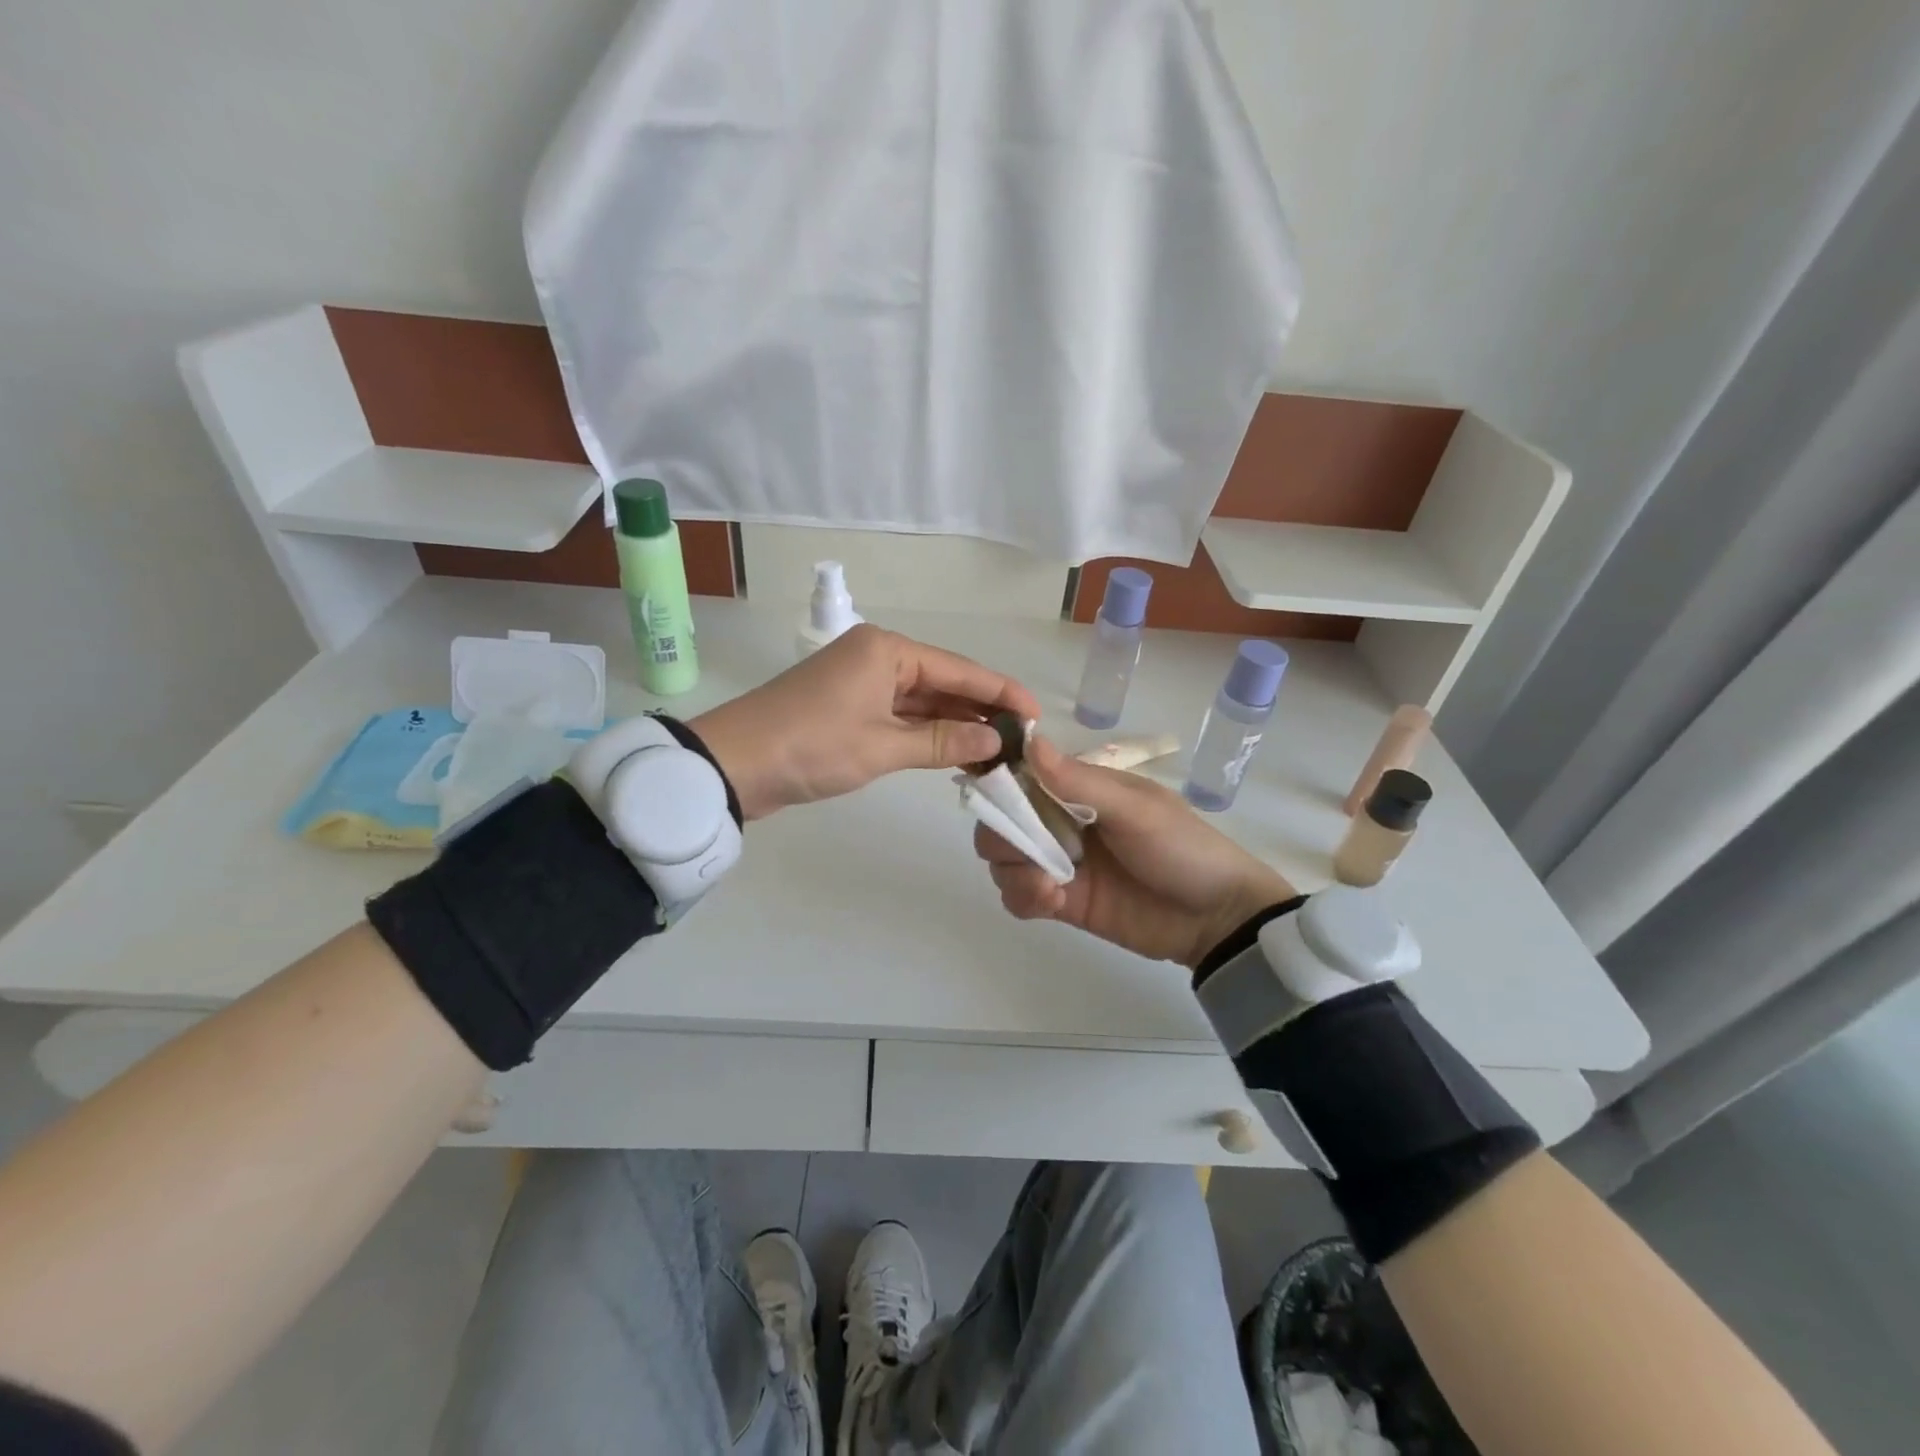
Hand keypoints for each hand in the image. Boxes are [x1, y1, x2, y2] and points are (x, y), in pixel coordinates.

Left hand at [690, 625, 1039, 819]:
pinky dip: (927, 734)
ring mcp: (862, 683)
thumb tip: (995, 740)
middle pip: (943, 682)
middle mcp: (878, 657)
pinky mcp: (850, 709)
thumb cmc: (811, 746)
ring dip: (956, 725)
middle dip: (981, 711)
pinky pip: (902, 717)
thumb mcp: (882, 746)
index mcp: (888, 650)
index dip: (1001, 692)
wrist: (734, 764)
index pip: (960, 669)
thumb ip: (943, 742)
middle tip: (1023, 741)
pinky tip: (957, 751)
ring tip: (999, 751)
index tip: (1037, 715)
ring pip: (923, 701)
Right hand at [974, 736, 1296, 968]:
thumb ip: (1078, 781)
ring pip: (1003, 859)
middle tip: (1028, 851)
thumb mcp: (1135, 809)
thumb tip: (1030, 740)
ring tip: (1046, 886)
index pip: (1021, 776)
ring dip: (1013, 869)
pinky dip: (1024, 896)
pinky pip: (1019, 895)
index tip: (992, 796)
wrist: (1215, 917)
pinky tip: (1051, 901)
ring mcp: (1059, 862)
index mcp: (1078, 788)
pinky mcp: (1061, 900)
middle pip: (1002, 820)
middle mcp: (1060, 820)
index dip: (1000, 784)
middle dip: (1003, 835)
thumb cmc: (1181, 848)